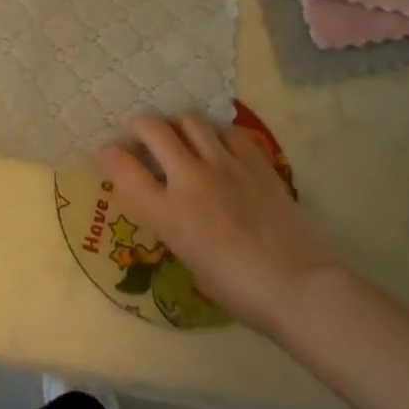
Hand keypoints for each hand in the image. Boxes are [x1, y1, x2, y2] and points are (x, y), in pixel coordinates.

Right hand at [96, 114, 342, 346]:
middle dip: (140, 126)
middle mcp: (190, 179)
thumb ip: (168, 220)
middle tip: (143, 138)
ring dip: (177, 125)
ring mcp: (225, 165)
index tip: (109, 153)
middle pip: (152, 128)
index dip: (109, 155)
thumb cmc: (237, 289)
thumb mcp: (187, 257)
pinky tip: (219, 149)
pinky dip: (215, 134)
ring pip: (189, 119)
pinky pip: (227, 131)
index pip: (122, 167)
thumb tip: (163, 198)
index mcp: (167, 213)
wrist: (299, 287)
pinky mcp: (255, 160)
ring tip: (181, 138)